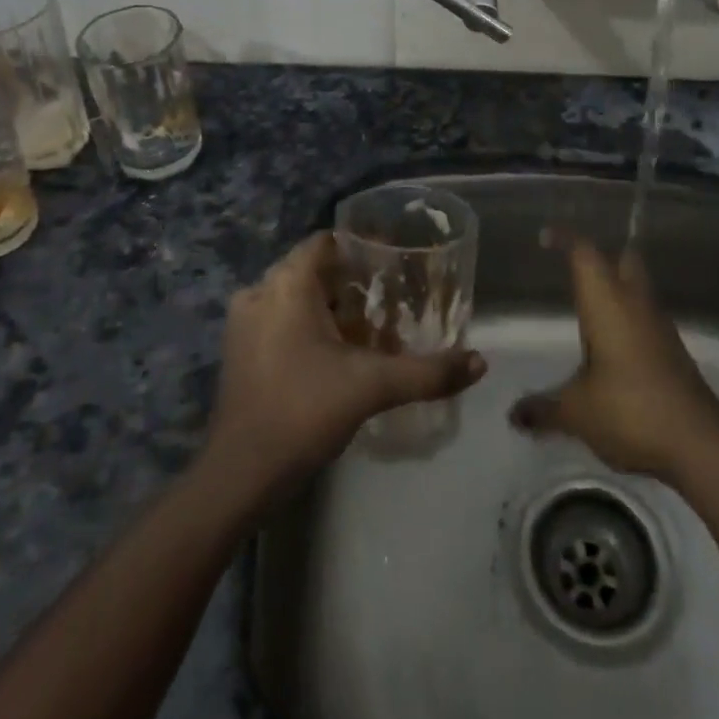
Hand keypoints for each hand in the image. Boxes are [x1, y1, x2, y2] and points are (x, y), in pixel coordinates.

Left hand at [204, 233, 486, 491]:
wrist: (239, 476)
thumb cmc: (303, 412)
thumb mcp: (372, 387)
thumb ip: (427, 372)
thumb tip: (479, 362)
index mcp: (287, 284)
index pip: (327, 241)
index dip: (361, 246)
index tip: (395, 261)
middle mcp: (261, 292)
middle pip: (314, 270)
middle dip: (352, 281)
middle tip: (391, 299)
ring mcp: (244, 322)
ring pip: (296, 297)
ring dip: (331, 307)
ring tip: (371, 328)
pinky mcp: (239, 352)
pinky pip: (280, 320)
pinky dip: (309, 326)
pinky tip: (338, 354)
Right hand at [510, 230, 718, 482]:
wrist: (700, 445)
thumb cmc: (631, 411)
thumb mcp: (577, 412)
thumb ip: (544, 408)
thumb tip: (514, 414)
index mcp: (608, 303)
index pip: (585, 254)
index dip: (565, 239)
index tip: (545, 237)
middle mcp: (635, 304)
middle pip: (623, 259)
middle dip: (601, 256)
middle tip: (574, 265)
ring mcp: (659, 327)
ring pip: (638, 288)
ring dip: (616, 287)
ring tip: (587, 304)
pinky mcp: (672, 351)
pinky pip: (645, 317)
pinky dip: (627, 317)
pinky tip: (611, 342)